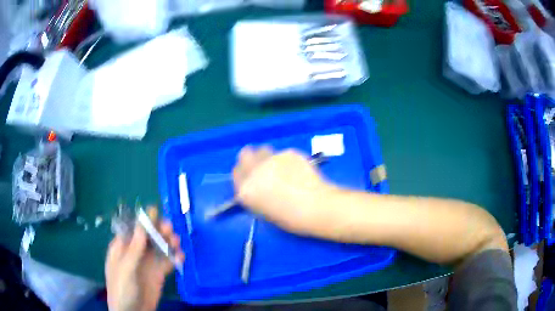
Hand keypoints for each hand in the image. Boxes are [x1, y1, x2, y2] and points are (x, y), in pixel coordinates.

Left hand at [105, 207, 184, 310]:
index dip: (143, 220)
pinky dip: (174, 258)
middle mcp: (135, 253)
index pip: (133, 229)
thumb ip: (134, 249)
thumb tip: (141, 224)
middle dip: (158, 230)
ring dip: (168, 242)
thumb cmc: (122, 289)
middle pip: (148, 237)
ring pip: (159, 248)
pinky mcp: (158, 275)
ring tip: (177, 241)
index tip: (155, 211)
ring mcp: (147, 264)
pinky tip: (181, 256)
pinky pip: (167, 263)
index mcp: (122, 248)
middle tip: (169, 228)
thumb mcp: (125, 269)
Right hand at [233, 146, 330, 234]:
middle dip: (251, 159)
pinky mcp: (289, 152)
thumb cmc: (291, 218)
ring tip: (281, 168)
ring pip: (263, 150)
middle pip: (245, 154)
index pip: (236, 173)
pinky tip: (298, 170)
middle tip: (263, 168)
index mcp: (246, 190)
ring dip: (267, 157)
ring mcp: (272, 159)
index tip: (251, 177)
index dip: (243, 174)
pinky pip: (283, 154)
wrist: (316, 207)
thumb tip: (258, 186)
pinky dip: (287, 160)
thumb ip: (255, 196)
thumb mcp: (264, 211)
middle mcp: (255, 171)